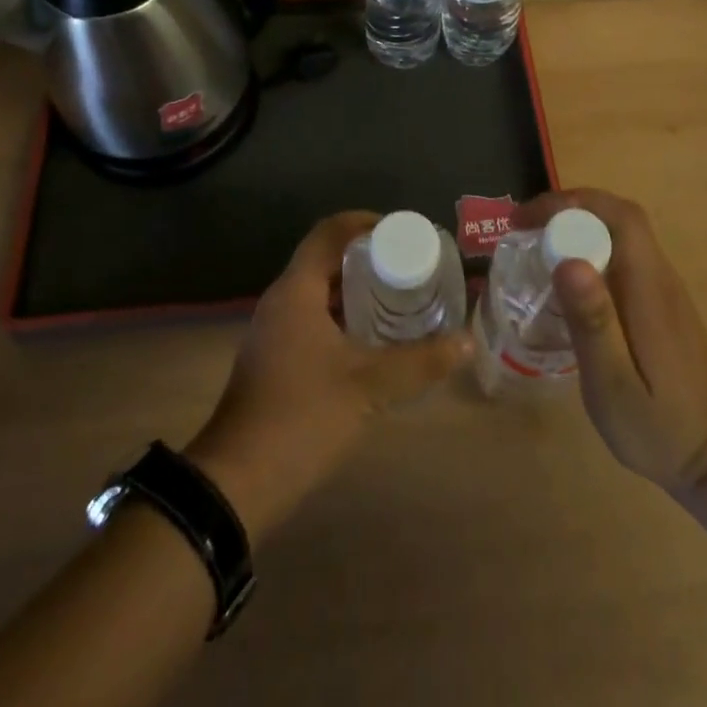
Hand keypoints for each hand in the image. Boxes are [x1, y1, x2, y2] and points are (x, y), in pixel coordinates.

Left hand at [186, 211, 471, 536]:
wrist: (238, 483)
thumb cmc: (303, 417)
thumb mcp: (370, 386)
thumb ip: (421, 362)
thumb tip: (467, 342)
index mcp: (297, 290)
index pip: (330, 231)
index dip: (366, 223)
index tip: (403, 232)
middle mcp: (281, 301)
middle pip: (326, 259)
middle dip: (368, 259)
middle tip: (410, 267)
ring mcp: (273, 332)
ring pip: (319, 292)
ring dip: (356, 291)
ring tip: (399, 299)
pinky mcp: (273, 360)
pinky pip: (312, 319)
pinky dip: (343, 318)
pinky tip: (371, 341)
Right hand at [517, 189, 706, 494]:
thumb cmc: (659, 427)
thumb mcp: (614, 384)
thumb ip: (593, 322)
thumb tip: (568, 261)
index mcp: (649, 288)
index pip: (618, 216)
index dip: (570, 204)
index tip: (526, 220)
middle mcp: (659, 277)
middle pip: (618, 217)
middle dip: (568, 210)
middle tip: (523, 231)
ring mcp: (662, 289)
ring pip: (620, 234)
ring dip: (577, 227)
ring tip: (535, 249)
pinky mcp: (659, 303)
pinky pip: (622, 256)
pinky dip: (589, 251)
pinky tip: (566, 283)